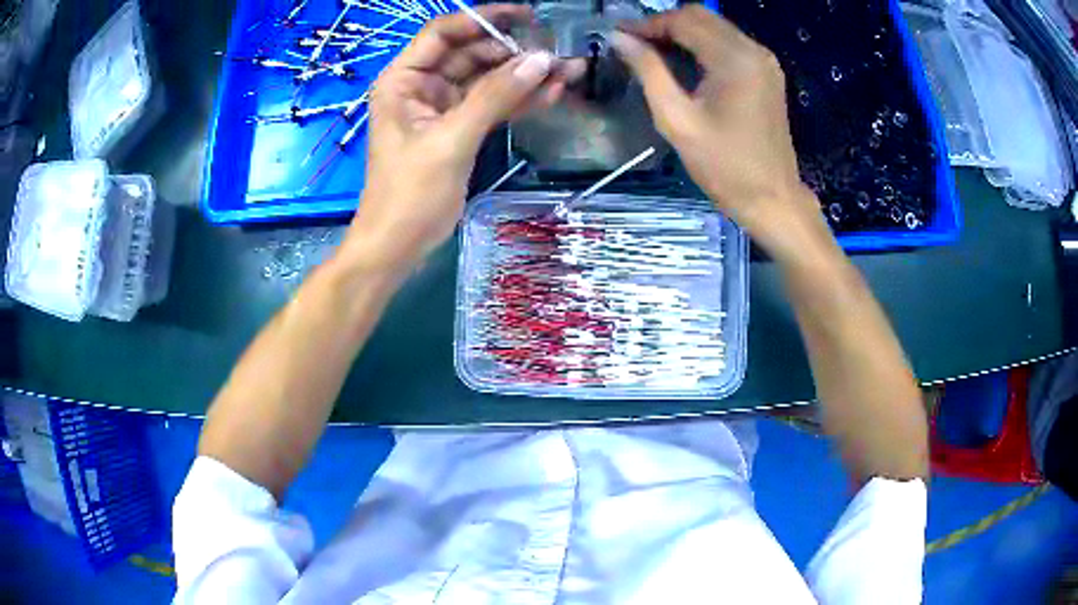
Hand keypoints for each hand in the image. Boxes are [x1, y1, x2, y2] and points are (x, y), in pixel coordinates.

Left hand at [344, 5, 573, 271]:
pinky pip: (491, 105)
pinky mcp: (458, 130)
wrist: (397, 246)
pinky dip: (518, 100)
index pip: (444, 33)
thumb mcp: (451, 140)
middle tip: (559, 53)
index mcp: (404, 79)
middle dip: (514, 52)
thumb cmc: (409, 194)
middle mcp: (421, 86)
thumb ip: (494, 96)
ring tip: (568, 72)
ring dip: (524, 77)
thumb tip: (540, 60)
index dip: (483, 19)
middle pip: (471, 54)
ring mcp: (442, 108)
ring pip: (487, 80)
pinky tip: (551, 93)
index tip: (526, 16)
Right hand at [611, 7, 822, 247]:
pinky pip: (729, 43)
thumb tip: (620, 39)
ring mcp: (764, 60)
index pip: (683, 20)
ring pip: (714, 26)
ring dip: (682, 33)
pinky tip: (684, 63)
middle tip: (635, 45)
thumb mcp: (677, 120)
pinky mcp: (767, 73)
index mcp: (734, 58)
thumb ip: (648, 71)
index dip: (647, 24)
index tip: (620, 37)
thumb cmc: (724, 166)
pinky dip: (702, 45)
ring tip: (653, 53)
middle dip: (664, 24)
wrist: (772, 198)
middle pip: (701, 16)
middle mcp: (753, 50)